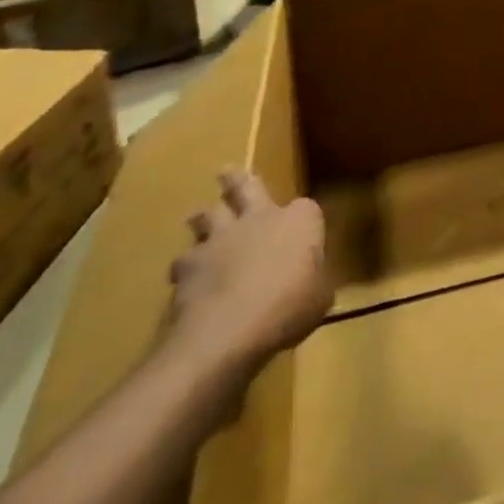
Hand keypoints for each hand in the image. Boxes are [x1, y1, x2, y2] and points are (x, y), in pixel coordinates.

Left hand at [167, 169, 330, 380]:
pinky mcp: (189, 265)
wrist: (227, 331)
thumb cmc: (288, 308)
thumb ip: (315, 283)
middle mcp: (261, 218)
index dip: (303, 220)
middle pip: (247, 187)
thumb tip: (315, 285)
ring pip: (209, 215)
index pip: (307, 208)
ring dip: (205, 217)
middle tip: (226, 172)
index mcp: (299, 221)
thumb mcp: (319, 299)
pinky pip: (184, 258)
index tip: (302, 233)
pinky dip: (186, 266)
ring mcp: (221, 238)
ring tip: (199, 220)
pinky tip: (184, 278)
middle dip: (237, 179)